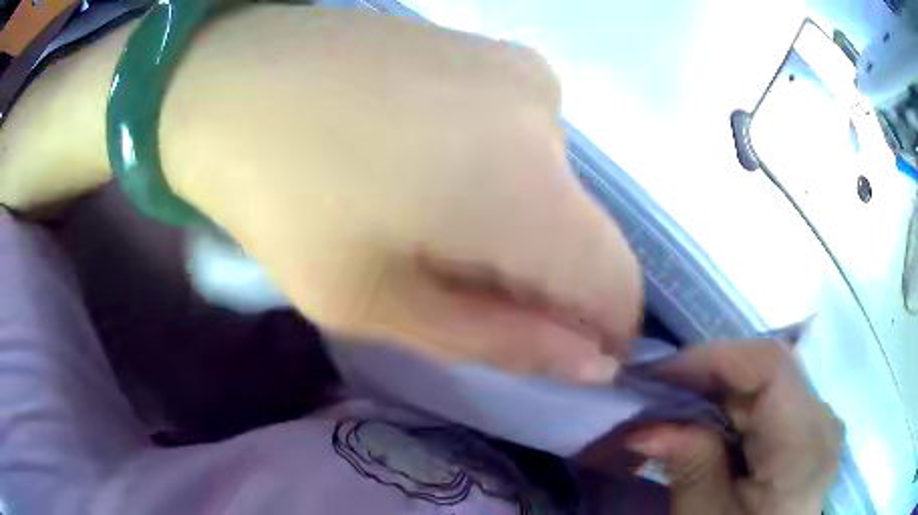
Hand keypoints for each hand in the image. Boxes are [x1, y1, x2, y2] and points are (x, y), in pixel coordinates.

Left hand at [158, 8, 641, 380]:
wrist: (229, 77)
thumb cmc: (279, 198)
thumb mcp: (378, 302)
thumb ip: (503, 339)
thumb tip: (593, 364)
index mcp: (526, 182)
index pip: (619, 284)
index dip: (602, 333)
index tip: (558, 355)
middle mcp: (547, 113)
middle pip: (582, 236)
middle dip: (540, 282)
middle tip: (449, 285)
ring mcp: (520, 69)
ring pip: (552, 186)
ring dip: (513, 225)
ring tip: (421, 216)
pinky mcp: (491, 50)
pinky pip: (523, 138)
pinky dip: (496, 173)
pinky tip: (423, 160)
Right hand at [626, 341, 842, 514]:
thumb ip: (690, 469)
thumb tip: (646, 428)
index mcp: (803, 446)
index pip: (770, 366)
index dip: (714, 357)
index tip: (658, 373)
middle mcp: (822, 419)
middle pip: (767, 369)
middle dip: (709, 375)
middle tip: (656, 394)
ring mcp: (821, 419)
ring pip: (769, 378)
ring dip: (720, 390)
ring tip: (677, 410)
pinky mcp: (812, 424)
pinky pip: (774, 395)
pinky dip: (737, 404)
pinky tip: (711, 424)